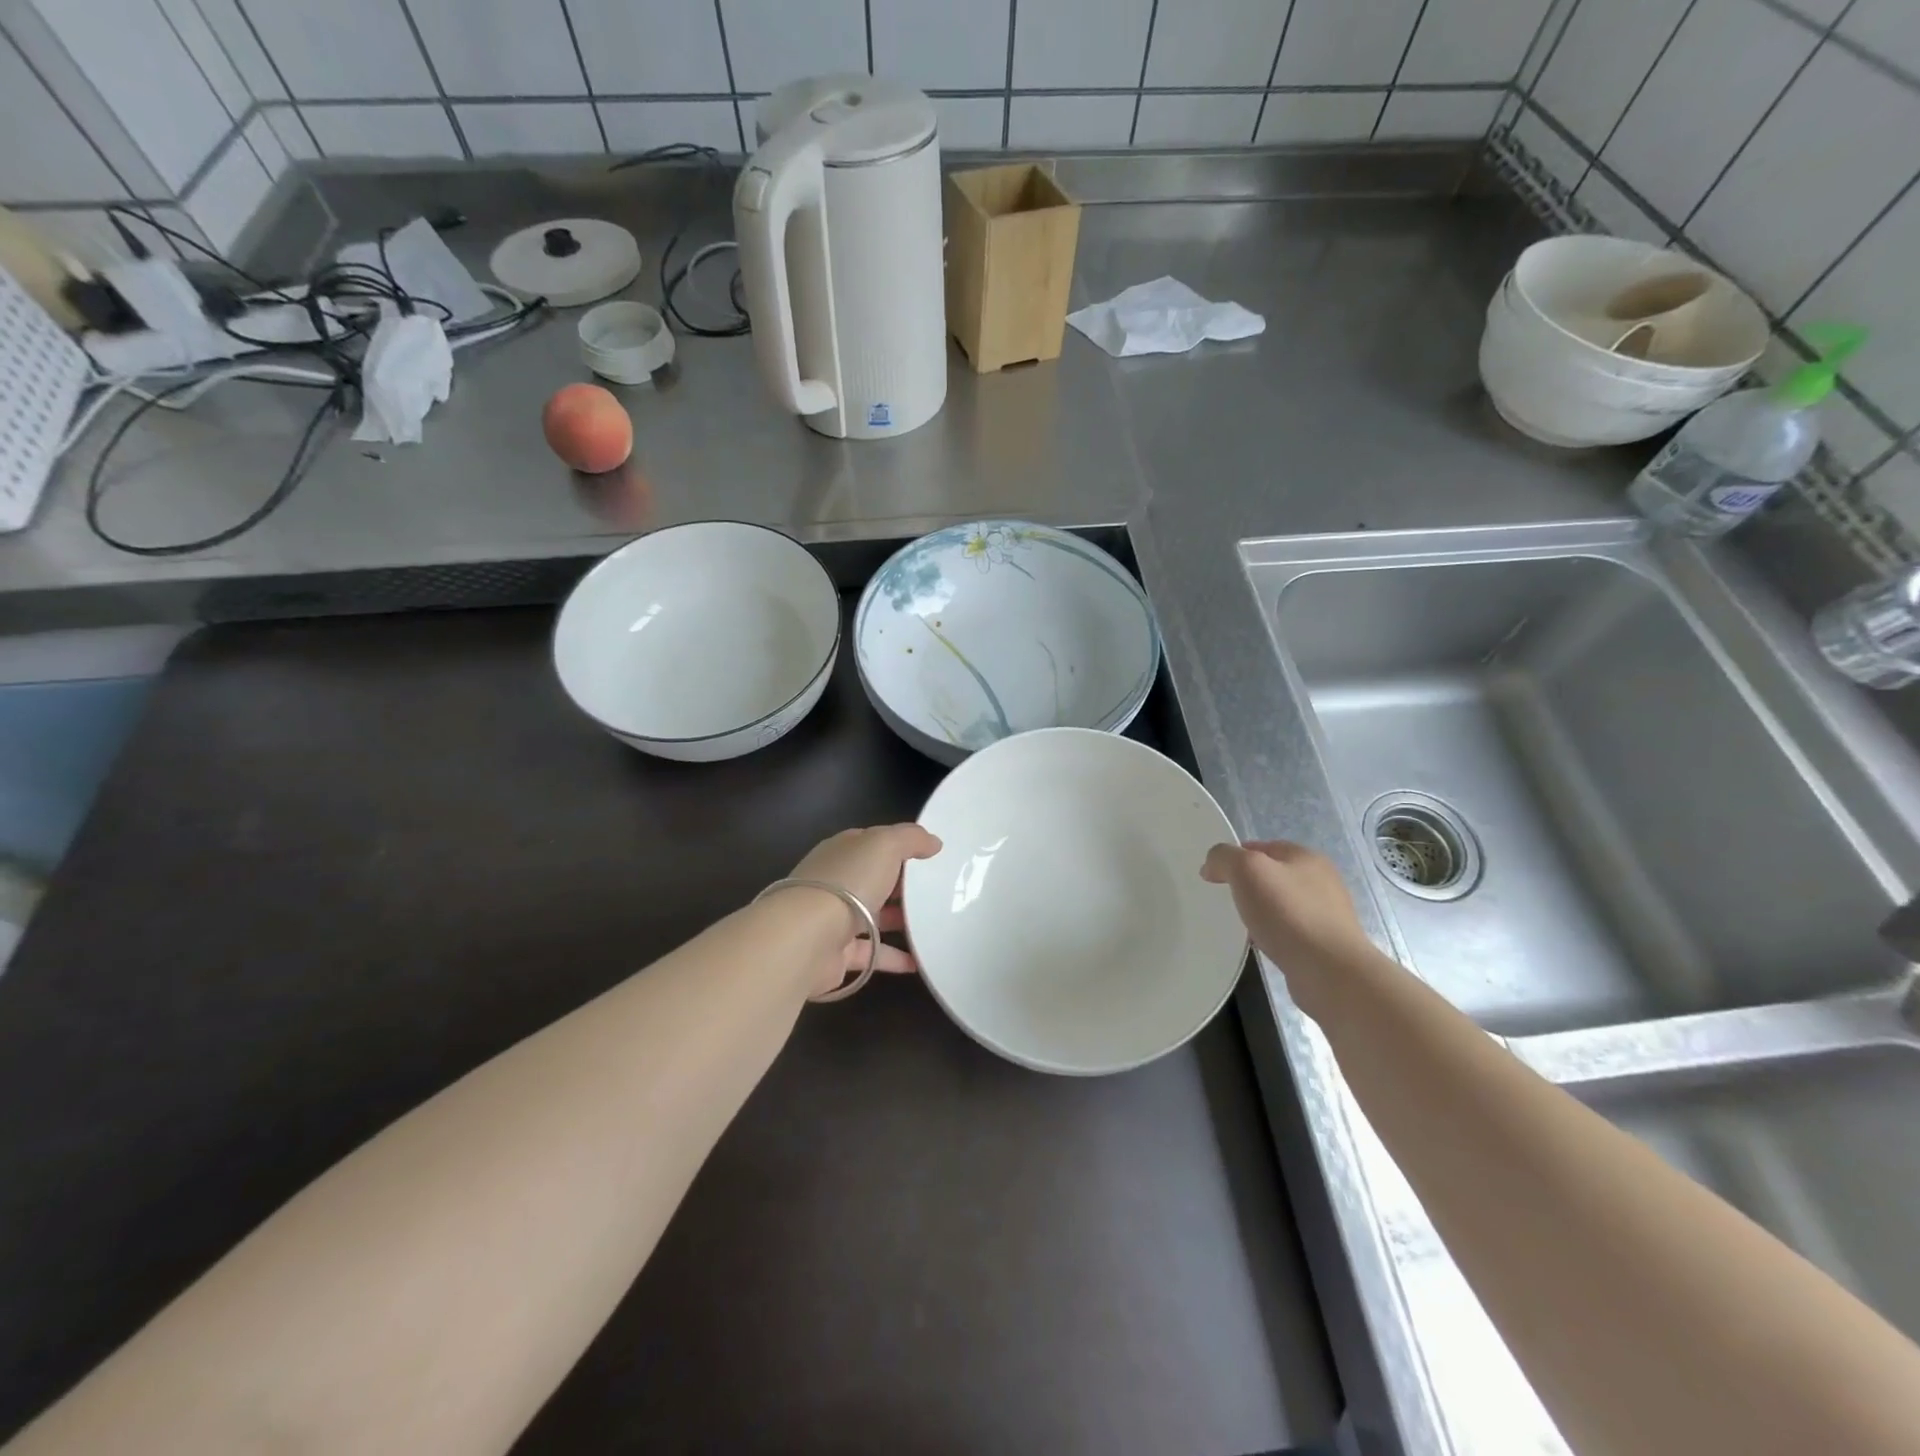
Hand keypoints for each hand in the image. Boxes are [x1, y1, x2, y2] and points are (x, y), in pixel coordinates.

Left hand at [787, 823, 942, 988]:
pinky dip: (894, 958)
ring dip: (899, 921)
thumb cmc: (848, 882)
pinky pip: (872, 954)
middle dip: (900, 886)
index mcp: (842, 852)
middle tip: (937, 893)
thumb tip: (933, 842)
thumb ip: (910, 838)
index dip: (897, 846)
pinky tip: (920, 961)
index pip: (871, 844)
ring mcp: (834, 919)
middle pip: (873, 880)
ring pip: (872, 917)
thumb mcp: (884, 844)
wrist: (807, 938)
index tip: (928, 857)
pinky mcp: (837, 954)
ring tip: (933, 926)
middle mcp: (836, 883)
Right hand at [1201, 840, 1376, 1011]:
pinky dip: (1275, 935)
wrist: (1330, 971)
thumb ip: (1224, 857)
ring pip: (1283, 904)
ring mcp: (1328, 914)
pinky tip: (1264, 946)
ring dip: (1262, 912)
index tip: (1214, 877)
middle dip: (1249, 886)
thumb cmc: (1288, 913)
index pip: (1263, 846)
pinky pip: (1291, 931)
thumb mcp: (1246, 870)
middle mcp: (1322, 881)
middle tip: (1227, 901)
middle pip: (1274, 875)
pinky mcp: (1327, 944)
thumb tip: (1212, 866)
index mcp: (1307, 857)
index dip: (1236, 857)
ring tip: (1243, 926)